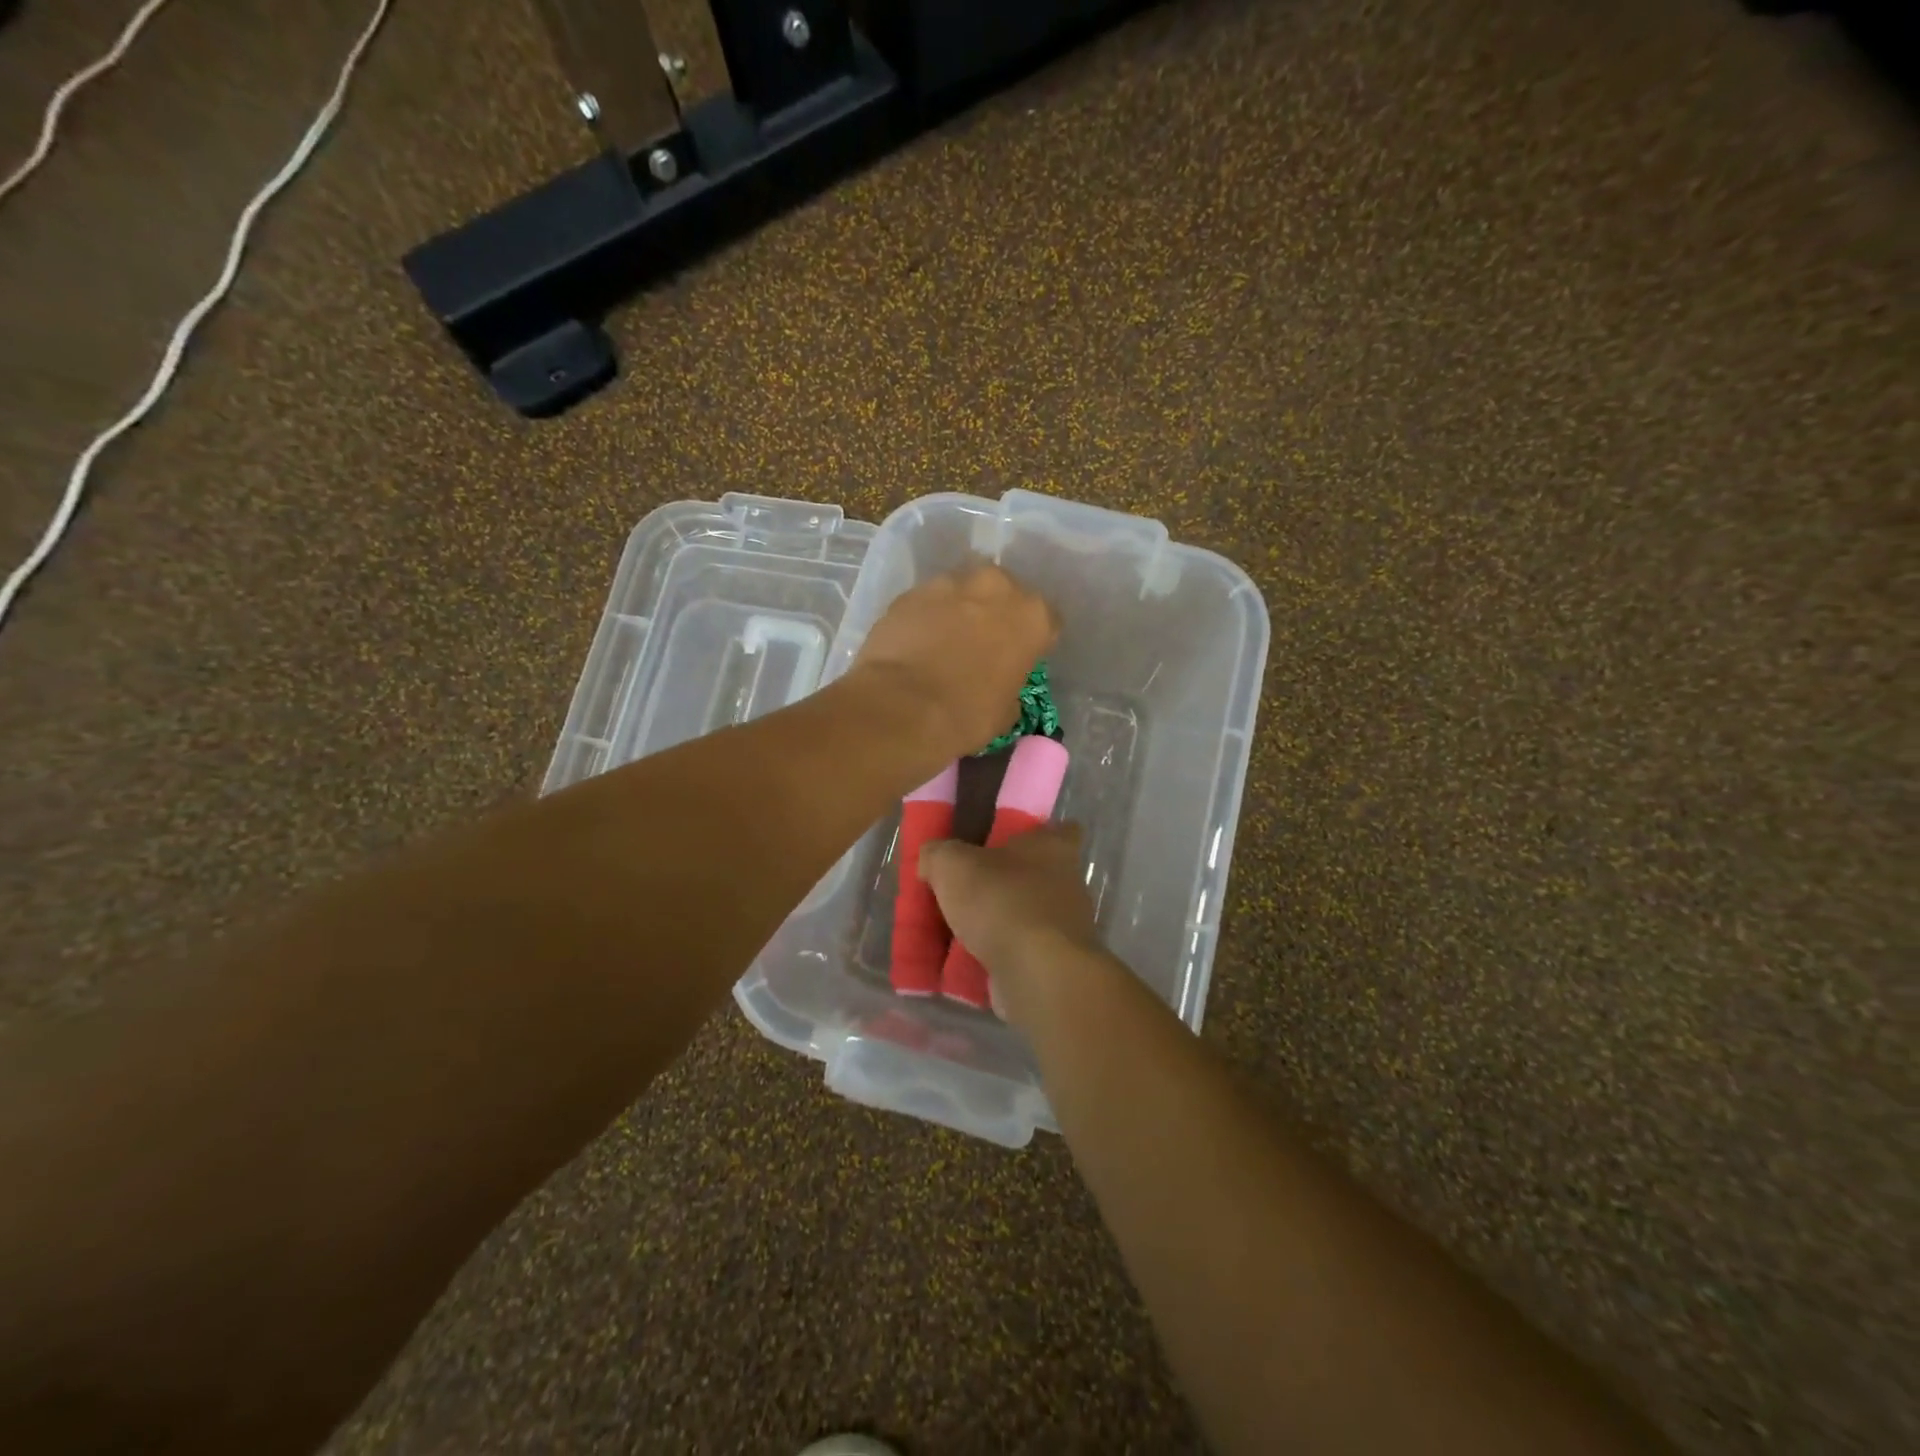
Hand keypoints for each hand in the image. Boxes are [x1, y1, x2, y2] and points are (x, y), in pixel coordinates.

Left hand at [850, 565, 1056, 760]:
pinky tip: (916, 642)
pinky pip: (927, 601)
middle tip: (982, 642)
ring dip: (959, 610)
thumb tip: (998, 684)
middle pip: (1004, 593)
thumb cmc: (966, 715)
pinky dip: (926, 616)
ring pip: (963, 591)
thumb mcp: (1006, 711)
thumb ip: (1010, 684)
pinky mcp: (910, 592)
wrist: (901, 707)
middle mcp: (996, 587)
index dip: (1034, 640)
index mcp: (1032, 616)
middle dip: (996, 613)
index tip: (1022, 657)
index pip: (1047, 620)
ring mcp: (949, 583)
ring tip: (944, 641)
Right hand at [919, 824, 1101, 1022]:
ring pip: (1029, 917)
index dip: (1038, 832)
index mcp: (1054, 846)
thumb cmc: (1002, 901)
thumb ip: (938, 854)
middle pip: (1038, 875)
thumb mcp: (952, 865)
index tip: (1009, 840)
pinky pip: (1023, 953)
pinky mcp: (1057, 964)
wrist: (1037, 973)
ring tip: (958, 931)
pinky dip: (1000, 957)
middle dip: (1007, 882)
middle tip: (968, 888)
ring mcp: (1067, 926)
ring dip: (1001, 923)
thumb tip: (932, 858)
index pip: (1062, 828)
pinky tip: (967, 964)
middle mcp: (1068, 883)